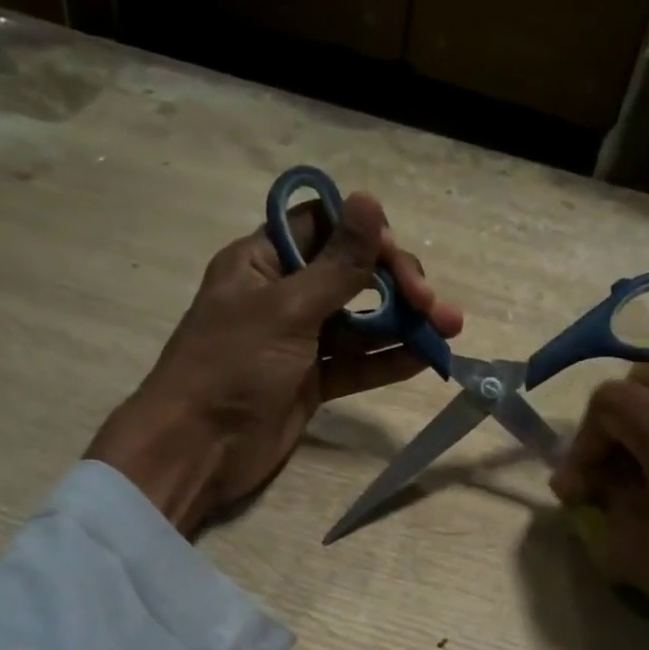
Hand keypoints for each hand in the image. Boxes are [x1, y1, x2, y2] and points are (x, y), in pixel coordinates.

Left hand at [88, 191, 462, 533]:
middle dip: (397, 285)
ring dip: (404, 323)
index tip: (397, 260)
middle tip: (433, 305)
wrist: (199, 449)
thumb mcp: (287, 310)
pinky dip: (389, 359)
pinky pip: (358, 362)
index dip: (365, 235)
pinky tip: (426, 357)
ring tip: (449, 329)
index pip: (323, 227)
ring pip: (361, 321)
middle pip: (352, 274)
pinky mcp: (314, 381)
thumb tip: (370, 200)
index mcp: (262, 261)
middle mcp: (284, 294)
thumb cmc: (232, 367)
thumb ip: (338, 265)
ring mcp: (300, 341)